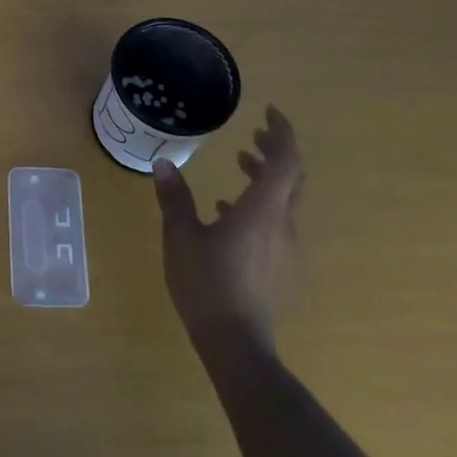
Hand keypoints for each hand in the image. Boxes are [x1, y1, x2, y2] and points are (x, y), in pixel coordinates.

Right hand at [153, 105, 304, 349]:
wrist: (237, 344)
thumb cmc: (207, 284)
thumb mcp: (181, 236)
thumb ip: (175, 198)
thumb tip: (164, 163)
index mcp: (261, 210)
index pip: (285, 160)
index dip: (282, 132)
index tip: (269, 112)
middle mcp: (281, 223)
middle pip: (292, 177)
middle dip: (276, 150)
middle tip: (254, 134)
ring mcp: (284, 247)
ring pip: (285, 199)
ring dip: (267, 176)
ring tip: (241, 163)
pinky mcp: (279, 266)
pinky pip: (276, 222)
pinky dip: (260, 203)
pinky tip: (228, 211)